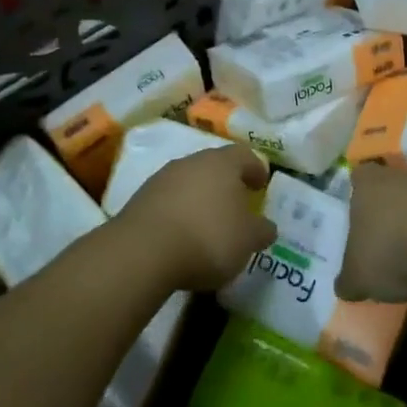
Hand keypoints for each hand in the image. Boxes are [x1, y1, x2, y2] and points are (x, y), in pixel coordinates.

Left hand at [120, 144, 274, 290]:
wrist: (143, 252)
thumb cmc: (208, 238)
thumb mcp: (247, 240)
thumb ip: (261, 230)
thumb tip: (266, 226)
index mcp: (222, 163)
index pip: (244, 155)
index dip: (256, 169)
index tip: (261, 185)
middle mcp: (191, 161)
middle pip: (214, 166)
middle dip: (226, 183)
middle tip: (236, 204)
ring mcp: (162, 178)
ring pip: (189, 182)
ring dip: (200, 197)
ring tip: (208, 223)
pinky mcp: (140, 199)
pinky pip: (168, 200)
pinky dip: (179, 212)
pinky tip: (182, 235)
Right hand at [337, 165, 406, 303]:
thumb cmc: (392, 251)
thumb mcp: (359, 278)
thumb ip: (350, 280)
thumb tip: (346, 286)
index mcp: (369, 185)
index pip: (359, 177)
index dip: (358, 194)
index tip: (360, 215)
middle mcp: (402, 176)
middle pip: (393, 186)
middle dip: (392, 210)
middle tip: (388, 241)